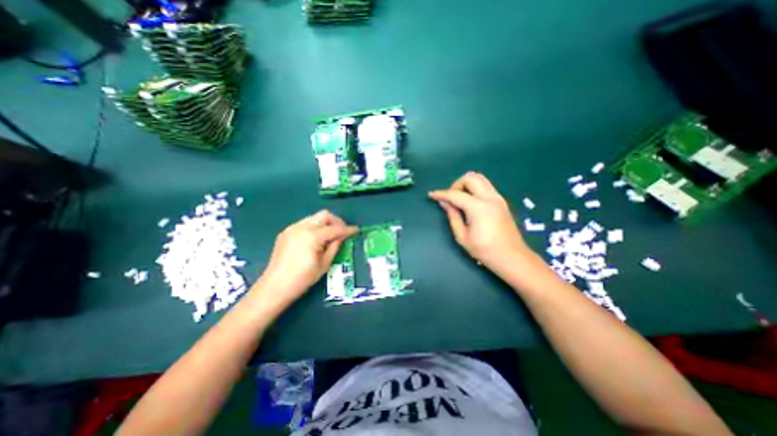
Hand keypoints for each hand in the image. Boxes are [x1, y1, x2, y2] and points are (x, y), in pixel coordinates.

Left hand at [259, 212, 359, 306]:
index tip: (356, 230)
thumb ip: (335, 246)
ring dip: (325, 223)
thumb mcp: (324, 264)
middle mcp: (302, 227)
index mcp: (312, 236)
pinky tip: (315, 239)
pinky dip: (314, 227)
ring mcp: (292, 228)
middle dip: (336, 221)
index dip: (347, 229)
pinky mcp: (286, 232)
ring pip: (314, 218)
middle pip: (324, 215)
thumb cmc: (303, 278)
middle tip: (341, 232)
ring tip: (329, 236)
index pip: (335, 229)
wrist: (275, 286)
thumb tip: (342, 236)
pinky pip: (305, 223)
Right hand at [428, 172, 530, 269]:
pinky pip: (485, 185)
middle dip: (456, 185)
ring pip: (479, 178)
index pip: (456, 195)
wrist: (512, 257)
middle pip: (470, 178)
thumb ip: (452, 216)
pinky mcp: (501, 201)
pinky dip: (474, 188)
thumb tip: (444, 203)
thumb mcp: (462, 237)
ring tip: (459, 198)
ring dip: (465, 184)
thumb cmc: (485, 251)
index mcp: (479, 208)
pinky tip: (469, 202)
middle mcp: (490, 198)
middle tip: (450, 198)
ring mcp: (498, 198)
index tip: (431, 195)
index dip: (441, 194)